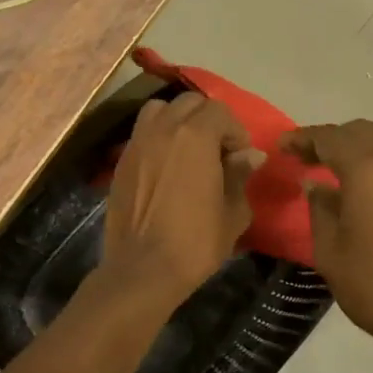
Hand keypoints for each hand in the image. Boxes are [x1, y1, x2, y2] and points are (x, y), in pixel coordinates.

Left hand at [103, 92, 263, 307]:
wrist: (142, 269)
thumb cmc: (195, 242)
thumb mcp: (232, 212)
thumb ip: (240, 175)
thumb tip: (251, 154)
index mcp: (195, 136)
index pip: (220, 111)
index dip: (235, 130)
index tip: (241, 157)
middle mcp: (164, 128)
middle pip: (190, 103)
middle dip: (209, 119)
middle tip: (218, 150)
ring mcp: (138, 142)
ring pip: (160, 109)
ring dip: (178, 120)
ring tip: (188, 148)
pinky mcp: (122, 160)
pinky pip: (142, 131)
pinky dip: (158, 136)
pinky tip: (165, 164)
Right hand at [280, 120, 372, 372]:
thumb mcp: (331, 252)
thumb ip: (320, 209)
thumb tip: (315, 185)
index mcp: (368, 169)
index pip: (329, 138)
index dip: (302, 139)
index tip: (282, 147)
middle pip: (360, 132)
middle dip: (331, 139)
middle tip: (307, 159)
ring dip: (359, 149)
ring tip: (337, 172)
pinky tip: (371, 191)